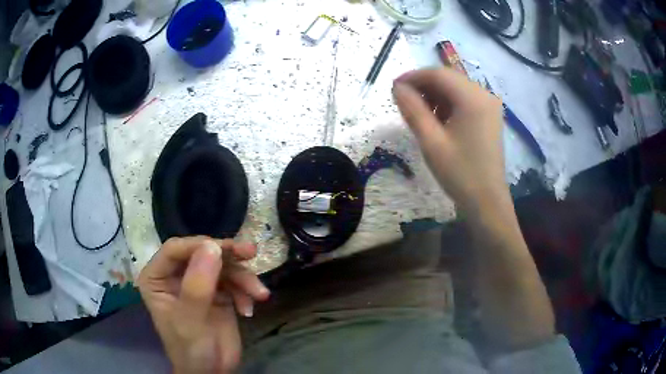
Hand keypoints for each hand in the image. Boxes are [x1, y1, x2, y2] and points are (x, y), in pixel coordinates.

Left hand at [138, 237, 269, 373]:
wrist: (213, 373)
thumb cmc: (191, 350)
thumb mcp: (190, 321)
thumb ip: (197, 286)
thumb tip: (212, 247)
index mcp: (157, 277)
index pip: (175, 249)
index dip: (199, 245)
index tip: (227, 250)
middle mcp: (175, 275)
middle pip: (201, 252)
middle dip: (227, 255)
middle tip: (251, 253)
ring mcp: (197, 283)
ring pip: (221, 265)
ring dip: (242, 278)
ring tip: (259, 294)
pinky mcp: (217, 292)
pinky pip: (233, 281)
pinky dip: (245, 292)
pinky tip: (248, 309)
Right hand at [392, 68, 505, 213]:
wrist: (487, 202)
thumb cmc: (459, 174)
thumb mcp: (431, 141)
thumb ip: (412, 109)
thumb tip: (397, 87)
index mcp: (473, 98)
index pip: (438, 74)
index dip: (413, 77)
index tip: (393, 88)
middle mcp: (484, 95)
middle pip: (448, 78)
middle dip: (424, 86)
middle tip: (403, 102)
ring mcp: (489, 105)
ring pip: (455, 88)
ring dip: (435, 95)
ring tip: (419, 113)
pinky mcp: (489, 115)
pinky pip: (464, 100)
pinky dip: (448, 104)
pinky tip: (438, 120)